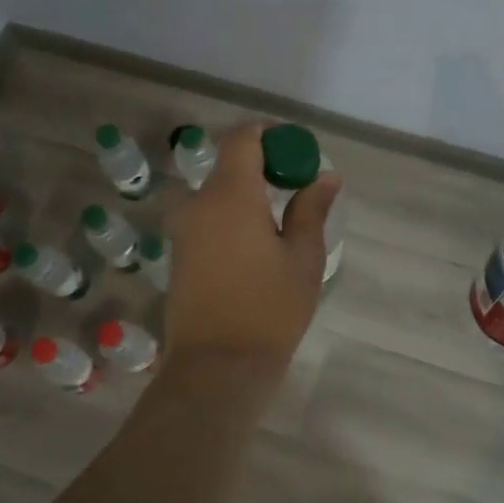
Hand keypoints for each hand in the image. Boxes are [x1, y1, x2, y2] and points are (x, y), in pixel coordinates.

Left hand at [164, 123, 340, 372]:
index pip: (243, 139)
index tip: (296, 149)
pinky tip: (256, 245)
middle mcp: (198, 203)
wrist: (217, 367)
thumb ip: (311, 209)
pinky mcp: (178, 254)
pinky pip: (207, 218)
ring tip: (281, 222)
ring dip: (247, 194)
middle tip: (297, 188)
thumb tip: (325, 176)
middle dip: (263, 167)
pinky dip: (232, 216)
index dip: (270, 134)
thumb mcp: (303, 257)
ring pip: (217, 194)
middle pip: (229, 165)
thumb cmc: (269, 308)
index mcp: (229, 194)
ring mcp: (183, 229)